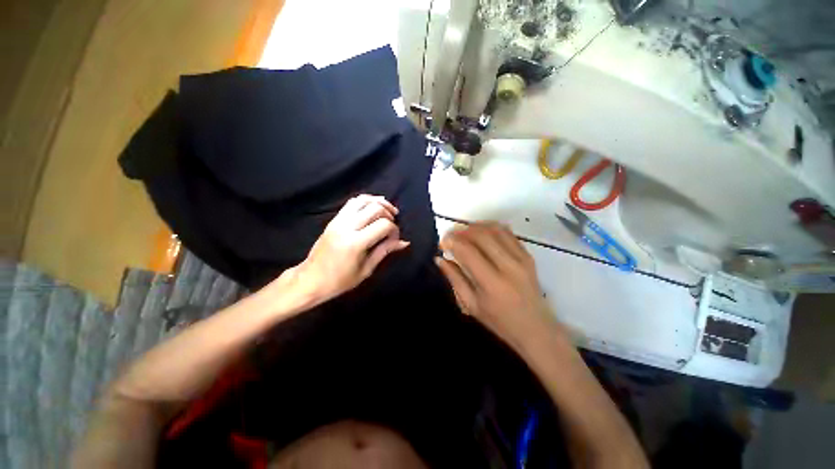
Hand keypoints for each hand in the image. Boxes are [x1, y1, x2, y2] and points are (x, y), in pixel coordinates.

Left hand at [295, 195, 408, 301]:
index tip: (395, 239)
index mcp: (355, 243)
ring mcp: (338, 221)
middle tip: (394, 223)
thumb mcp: (366, 270)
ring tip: (388, 210)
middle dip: (389, 213)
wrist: (310, 280)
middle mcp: (347, 227)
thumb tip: (404, 242)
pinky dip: (366, 201)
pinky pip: (352, 202)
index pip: (383, 225)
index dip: (395, 230)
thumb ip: (385, 251)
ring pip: (362, 200)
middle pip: (374, 208)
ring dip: (378, 202)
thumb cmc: (340, 281)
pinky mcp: (334, 219)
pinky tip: (374, 207)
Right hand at [436, 222, 556, 353]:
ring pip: (495, 229)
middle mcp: (508, 266)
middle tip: (451, 236)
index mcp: (491, 283)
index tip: (442, 242)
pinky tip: (481, 233)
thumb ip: (454, 279)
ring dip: (475, 226)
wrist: (535, 328)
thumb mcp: (471, 305)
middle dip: (461, 231)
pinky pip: (507, 233)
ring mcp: (521, 258)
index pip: (468, 252)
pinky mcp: (528, 255)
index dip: (452, 242)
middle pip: (481, 235)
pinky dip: (491, 228)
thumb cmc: (499, 321)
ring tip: (464, 233)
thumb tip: (439, 259)